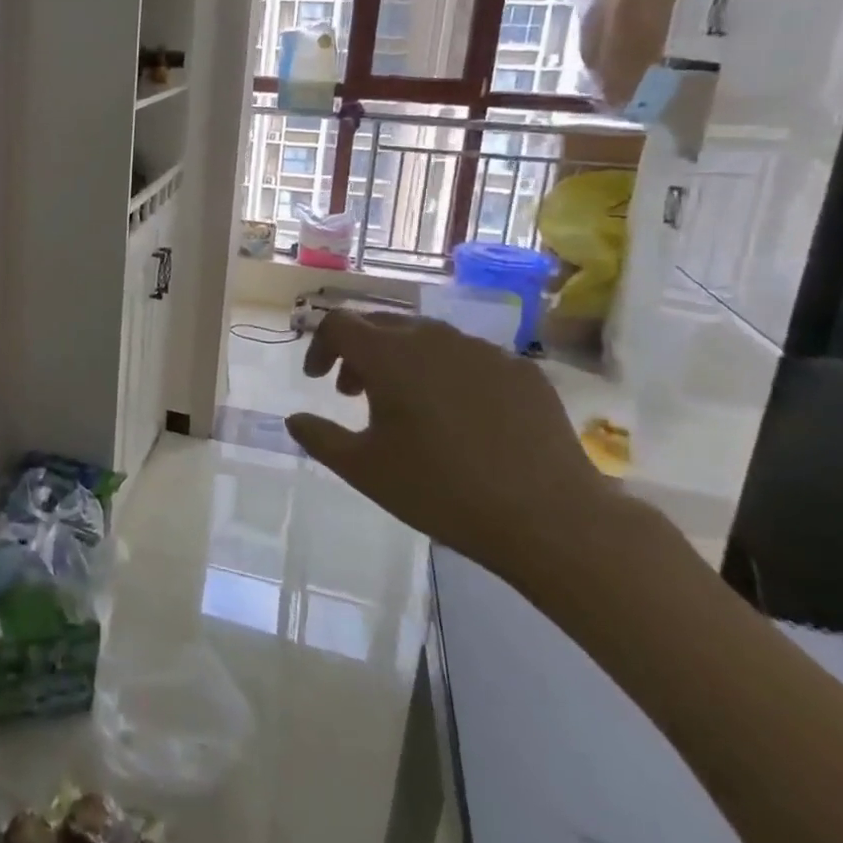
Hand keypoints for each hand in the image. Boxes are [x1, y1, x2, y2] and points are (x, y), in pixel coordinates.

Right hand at [284, 311, 614, 580]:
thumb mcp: (364, 469)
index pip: (339, 324)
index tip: (317, 379)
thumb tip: (293, 419)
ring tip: (405, 405)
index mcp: (390, 355)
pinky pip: (469, 358)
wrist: (548, 518)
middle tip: (353, 392)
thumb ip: (319, 437)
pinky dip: (447, 374)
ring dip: (402, 360)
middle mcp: (434, 338)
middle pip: (382, 324)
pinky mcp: (521, 370)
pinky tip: (459, 416)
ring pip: (427, 339)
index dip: (320, 345)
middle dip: (359, 352)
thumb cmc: (440, 490)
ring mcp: (483, 350)